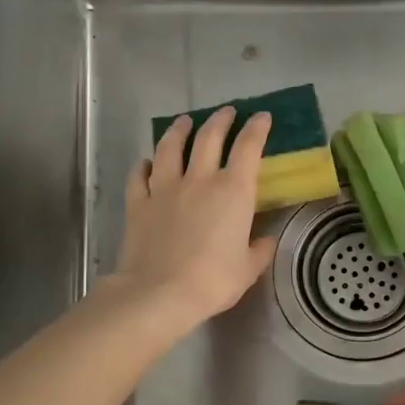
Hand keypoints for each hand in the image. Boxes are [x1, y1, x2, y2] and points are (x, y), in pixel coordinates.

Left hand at [114, 107, 277, 327]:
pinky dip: (144, 166)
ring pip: (170, 148)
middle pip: (209, 138)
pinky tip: (146, 163)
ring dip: (178, 130)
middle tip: (226, 111)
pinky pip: (140, 176)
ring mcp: (165, 189)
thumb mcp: (248, 269)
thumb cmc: (213, 280)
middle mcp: (199, 180)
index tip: (262, 117)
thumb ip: (259, 250)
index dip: (257, 129)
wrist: (159, 293)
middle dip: (220, 120)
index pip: (248, 148)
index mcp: (233, 192)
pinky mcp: (138, 203)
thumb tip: (265, 240)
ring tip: (184, 121)